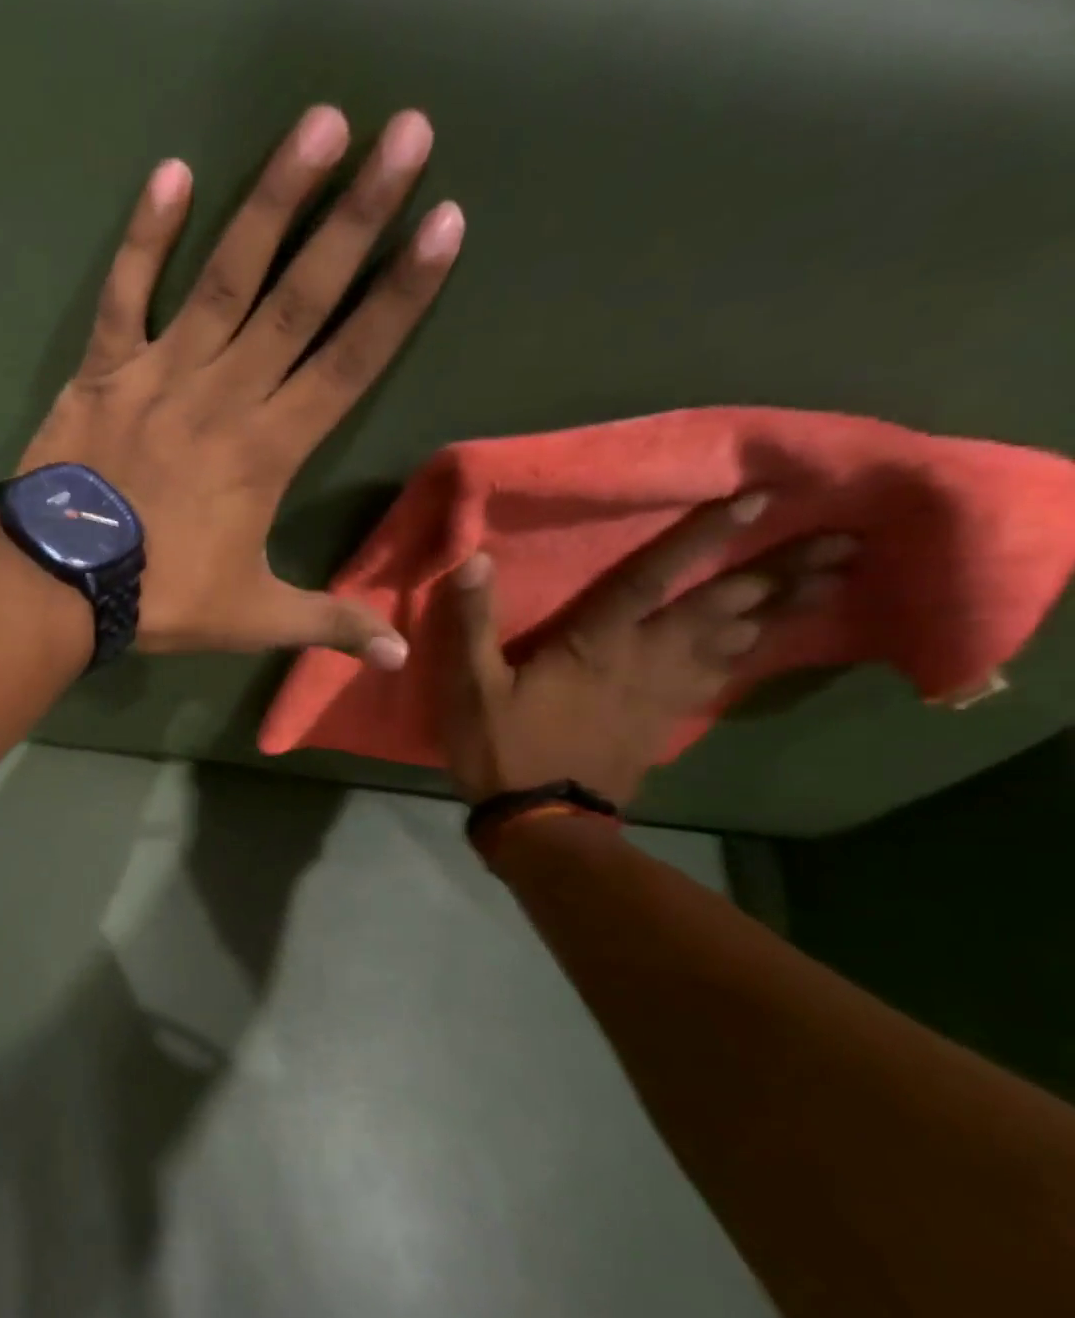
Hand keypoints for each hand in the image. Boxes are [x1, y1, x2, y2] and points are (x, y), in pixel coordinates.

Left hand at [19, 105, 465, 667]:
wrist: (63, 586)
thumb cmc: (162, 599)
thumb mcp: (253, 618)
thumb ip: (328, 624)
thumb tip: (401, 655)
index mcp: (269, 448)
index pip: (350, 360)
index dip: (400, 295)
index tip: (444, 224)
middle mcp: (225, 393)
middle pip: (301, 297)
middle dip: (358, 216)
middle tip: (406, 133)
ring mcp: (160, 373)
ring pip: (225, 277)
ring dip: (272, 200)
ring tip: (320, 125)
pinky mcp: (103, 370)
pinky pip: (125, 294)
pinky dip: (143, 238)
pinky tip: (171, 173)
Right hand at [435, 492, 858, 805]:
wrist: (541, 819)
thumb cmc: (503, 747)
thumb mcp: (470, 686)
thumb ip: (472, 623)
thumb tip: (474, 559)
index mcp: (598, 643)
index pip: (653, 578)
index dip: (701, 537)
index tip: (760, 498)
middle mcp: (645, 658)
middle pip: (722, 608)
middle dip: (781, 572)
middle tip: (846, 541)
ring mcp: (663, 692)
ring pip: (735, 642)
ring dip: (785, 611)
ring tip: (833, 582)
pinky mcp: (667, 720)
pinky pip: (721, 677)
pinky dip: (752, 654)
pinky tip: (769, 642)